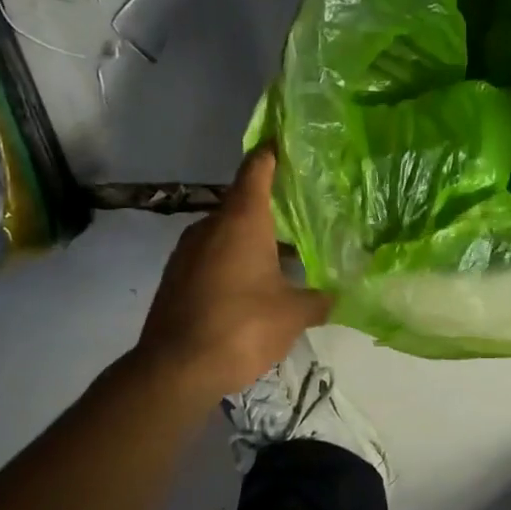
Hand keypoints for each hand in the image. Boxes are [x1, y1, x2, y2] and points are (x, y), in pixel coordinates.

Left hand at [137, 147, 330, 395]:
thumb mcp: (292, 314)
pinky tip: (252, 287)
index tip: (285, 140)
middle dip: (270, 208)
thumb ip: (318, 299)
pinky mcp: (175, 277)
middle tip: (302, 215)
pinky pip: (211, 257)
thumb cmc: (242, 327)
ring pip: (226, 233)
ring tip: (282, 257)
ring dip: (251, 240)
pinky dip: (232, 261)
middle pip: (243, 203)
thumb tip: (336, 296)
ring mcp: (187, 252)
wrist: (174, 368)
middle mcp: (210, 226)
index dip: (272, 152)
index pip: (257, 169)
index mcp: (241, 221)